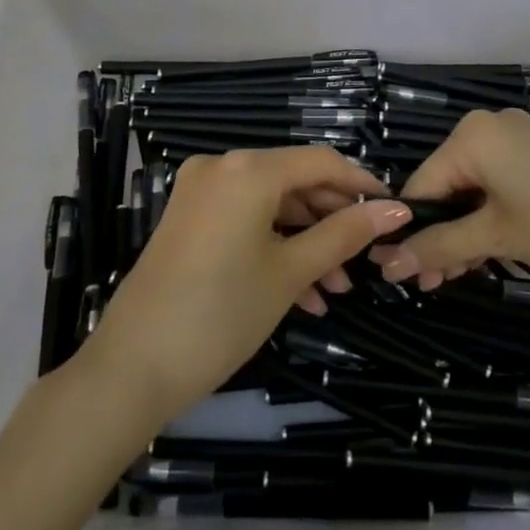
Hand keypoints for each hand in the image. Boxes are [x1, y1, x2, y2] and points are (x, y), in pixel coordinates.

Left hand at [75, 146, 410, 424]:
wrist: (133, 367)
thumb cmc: (222, 313)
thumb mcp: (290, 272)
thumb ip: (344, 234)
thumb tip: (396, 211)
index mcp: (248, 169)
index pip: (320, 161)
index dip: (360, 184)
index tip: (393, 211)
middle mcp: (222, 167)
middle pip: (294, 181)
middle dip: (332, 221)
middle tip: (363, 261)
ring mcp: (200, 192)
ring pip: (270, 205)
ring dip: (306, 241)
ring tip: (335, 288)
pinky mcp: (188, 218)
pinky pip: (244, 219)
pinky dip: (274, 246)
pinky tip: (302, 292)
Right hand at [369, 108, 529, 288]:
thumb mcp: (496, 236)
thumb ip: (440, 246)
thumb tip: (387, 263)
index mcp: (470, 136)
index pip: (421, 185)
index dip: (409, 231)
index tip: (402, 275)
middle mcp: (490, 127)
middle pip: (447, 186)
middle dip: (439, 235)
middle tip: (433, 283)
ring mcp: (519, 139)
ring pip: (474, 188)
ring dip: (464, 232)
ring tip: (459, 275)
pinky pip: (499, 183)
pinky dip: (490, 216)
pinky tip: (488, 251)